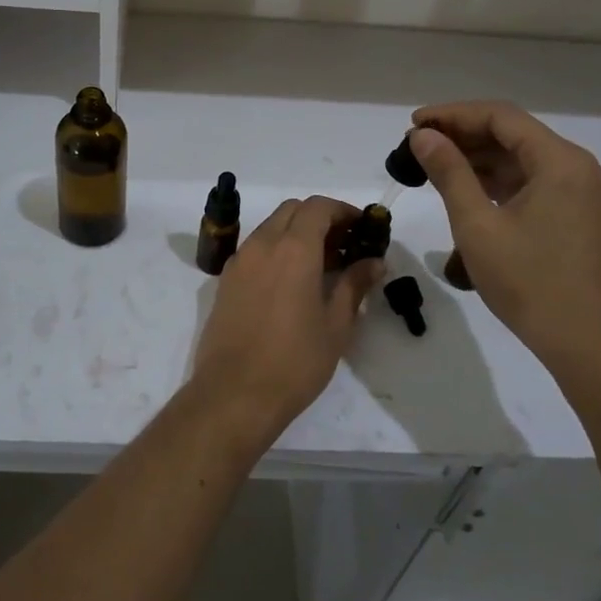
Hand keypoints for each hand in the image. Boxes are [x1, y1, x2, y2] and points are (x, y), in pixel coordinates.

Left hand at [190, 196, 382, 443]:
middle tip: (344, 245)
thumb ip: (354, 285)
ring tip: (321, 265)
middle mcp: (262, 244)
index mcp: (293, 249)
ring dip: (296, 233)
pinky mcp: (226, 280)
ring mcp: (239, 261)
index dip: (343, 210)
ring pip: (271, 227)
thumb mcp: (336, 325)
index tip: (362, 228)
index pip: (318, 207)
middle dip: (320, 218)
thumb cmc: (294, 361)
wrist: (234, 394)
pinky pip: (255, 248)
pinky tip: (292, 281)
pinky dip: (276, 249)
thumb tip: (374, 262)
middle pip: (292, 210)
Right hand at [409, 102, 600, 374]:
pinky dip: (494, 181)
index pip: (500, 117)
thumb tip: (422, 136)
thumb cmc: (530, 282)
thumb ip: (449, 172)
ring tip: (430, 165)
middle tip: (416, 146)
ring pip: (519, 158)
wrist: (586, 344)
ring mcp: (578, 192)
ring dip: (476, 158)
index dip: (453, 114)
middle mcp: (575, 168)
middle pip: (511, 134)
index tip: (413, 124)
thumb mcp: (477, 225)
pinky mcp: (573, 215)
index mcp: (559, 162)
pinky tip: (462, 188)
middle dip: (462, 135)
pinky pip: (528, 182)